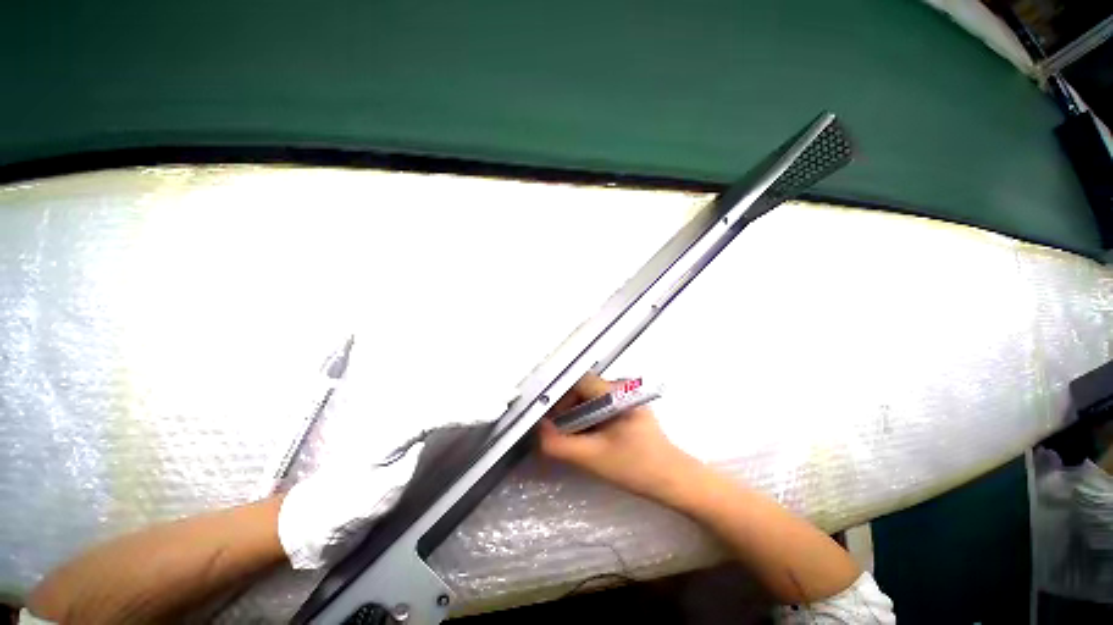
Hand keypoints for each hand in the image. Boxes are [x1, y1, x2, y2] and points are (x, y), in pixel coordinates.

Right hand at [538, 373, 701, 503]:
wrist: (673, 480)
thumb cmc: (637, 467)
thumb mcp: (593, 458)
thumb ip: (560, 445)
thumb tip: (538, 430)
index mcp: (616, 392)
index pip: (578, 381)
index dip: (559, 397)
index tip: (550, 419)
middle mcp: (621, 386)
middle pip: (582, 388)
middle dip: (566, 408)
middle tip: (557, 431)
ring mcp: (625, 395)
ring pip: (589, 397)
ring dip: (576, 414)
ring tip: (570, 436)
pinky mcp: (627, 406)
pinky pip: (598, 405)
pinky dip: (587, 418)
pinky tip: (586, 436)